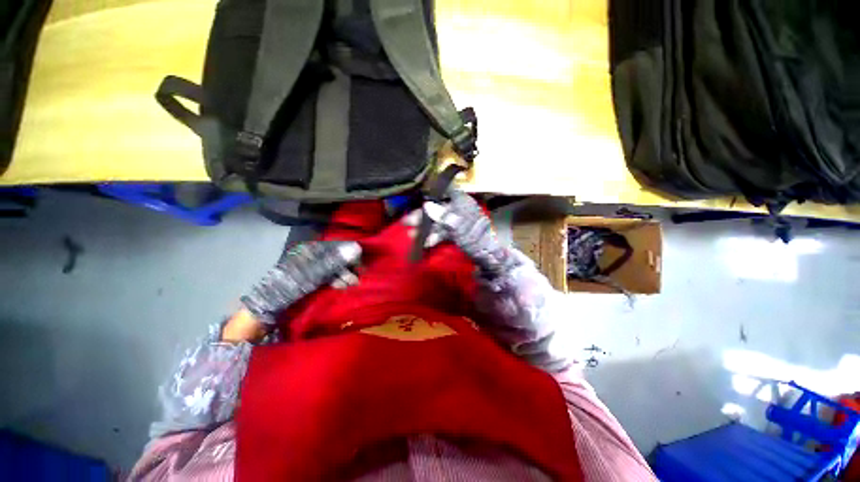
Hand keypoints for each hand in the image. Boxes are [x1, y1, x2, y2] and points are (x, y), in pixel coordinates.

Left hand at [240, 241, 361, 324]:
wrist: (265, 311)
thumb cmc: (287, 288)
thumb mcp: (312, 274)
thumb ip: (334, 261)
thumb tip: (358, 247)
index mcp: (310, 250)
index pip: (337, 246)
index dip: (350, 253)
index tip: (361, 265)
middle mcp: (312, 256)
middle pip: (337, 257)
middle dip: (348, 267)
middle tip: (357, 279)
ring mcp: (312, 269)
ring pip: (334, 268)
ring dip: (344, 276)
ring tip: (351, 285)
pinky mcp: (311, 280)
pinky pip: (329, 277)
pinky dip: (337, 281)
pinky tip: (343, 287)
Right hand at [404, 188, 517, 277]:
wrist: (491, 259)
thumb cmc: (477, 241)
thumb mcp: (460, 229)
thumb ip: (443, 217)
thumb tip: (427, 204)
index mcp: (463, 202)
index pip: (446, 190)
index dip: (433, 191)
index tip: (418, 195)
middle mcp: (460, 209)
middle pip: (438, 208)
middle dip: (423, 216)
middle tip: (407, 223)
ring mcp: (459, 221)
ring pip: (439, 220)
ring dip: (426, 228)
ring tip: (412, 236)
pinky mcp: (457, 232)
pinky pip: (443, 231)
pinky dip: (434, 236)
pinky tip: (425, 243)